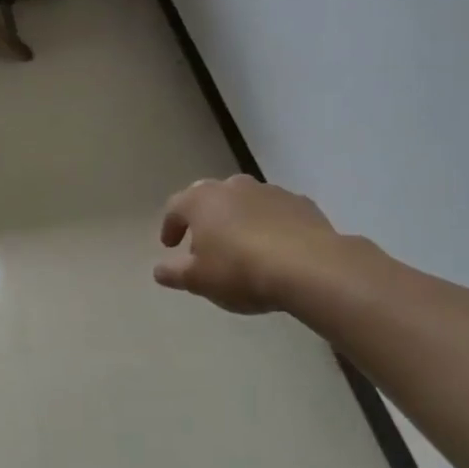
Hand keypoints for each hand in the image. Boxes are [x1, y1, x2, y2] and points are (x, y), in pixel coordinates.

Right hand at [154, 175, 341, 314]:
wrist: (309, 267)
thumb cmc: (240, 271)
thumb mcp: (199, 280)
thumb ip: (174, 273)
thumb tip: (159, 270)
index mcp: (201, 200)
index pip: (175, 207)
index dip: (170, 226)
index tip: (170, 246)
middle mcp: (233, 187)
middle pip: (210, 198)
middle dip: (204, 218)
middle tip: (205, 243)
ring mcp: (270, 191)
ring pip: (245, 202)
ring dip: (238, 219)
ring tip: (242, 247)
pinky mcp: (301, 203)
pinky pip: (276, 212)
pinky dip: (270, 224)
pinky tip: (276, 248)